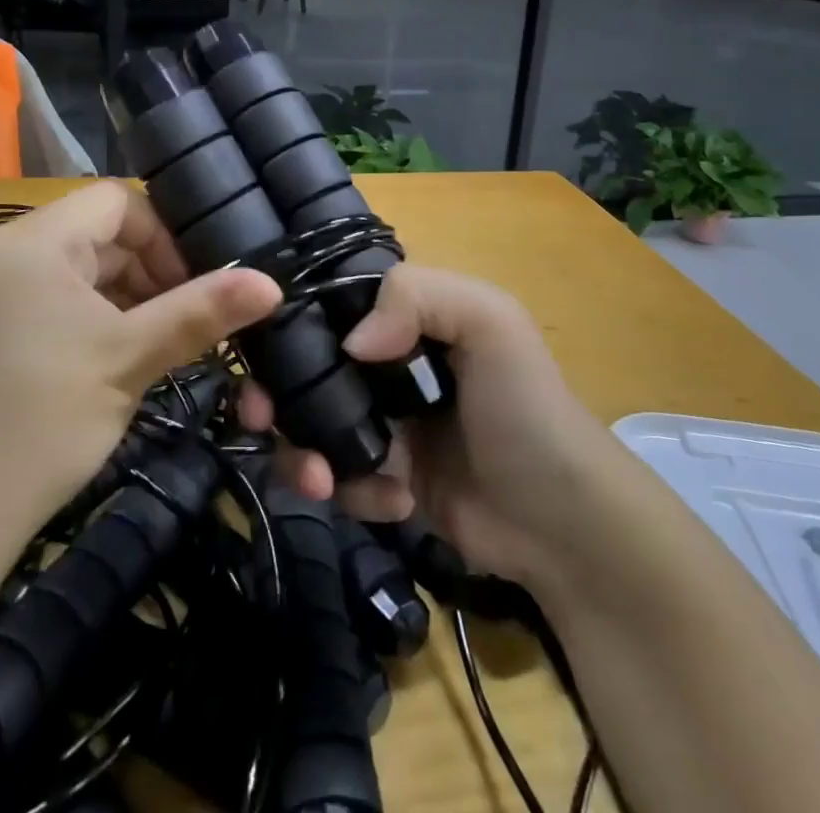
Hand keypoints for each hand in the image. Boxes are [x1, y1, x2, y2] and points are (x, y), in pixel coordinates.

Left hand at [0, 183, 280, 539]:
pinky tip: (103, 368)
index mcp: (34, 240)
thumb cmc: (41, 422)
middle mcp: (2, 253)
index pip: (117, 202)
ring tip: (148, 351)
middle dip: (146, 274)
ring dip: (120, 301)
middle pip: (96, 236)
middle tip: (179, 327)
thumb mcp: (129, 360)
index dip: (164, 237)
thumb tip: (271, 282)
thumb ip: (200, 313)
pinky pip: (46, 304)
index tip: (192, 288)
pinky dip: (86, 322)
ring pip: (74, 274)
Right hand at [240, 264, 609, 589]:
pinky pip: (339, 478)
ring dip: (305, 452)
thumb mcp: (490, 322)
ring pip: (312, 426)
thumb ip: (418, 297)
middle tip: (261, 418)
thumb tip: (348, 343)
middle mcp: (388, 362)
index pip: (332, 303)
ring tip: (323, 481)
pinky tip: (393, 501)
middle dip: (278, 395)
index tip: (257, 348)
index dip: (292, 319)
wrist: (562, 523)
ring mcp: (384, 422)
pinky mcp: (384, 478)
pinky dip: (352, 490)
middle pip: (309, 368)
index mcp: (408, 316)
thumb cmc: (524, 407)